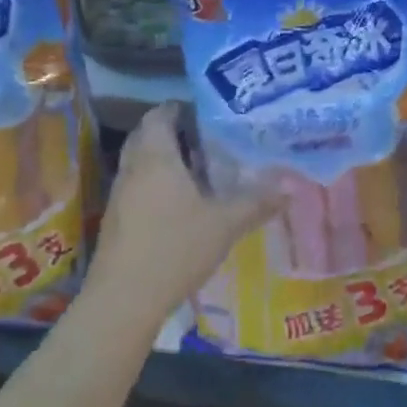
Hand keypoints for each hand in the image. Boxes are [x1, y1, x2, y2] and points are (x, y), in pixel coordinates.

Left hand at [91, 104, 280, 319]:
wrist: (123, 299)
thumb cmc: (174, 248)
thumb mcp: (225, 224)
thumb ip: (257, 202)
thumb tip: (290, 187)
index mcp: (155, 157)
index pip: (160, 114)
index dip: (181, 107)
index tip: (209, 113)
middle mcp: (133, 168)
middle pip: (147, 135)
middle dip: (175, 132)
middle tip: (209, 138)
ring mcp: (120, 195)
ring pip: (141, 162)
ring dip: (166, 159)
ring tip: (202, 168)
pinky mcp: (117, 219)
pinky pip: (138, 186)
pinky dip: (158, 184)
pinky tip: (183, 203)